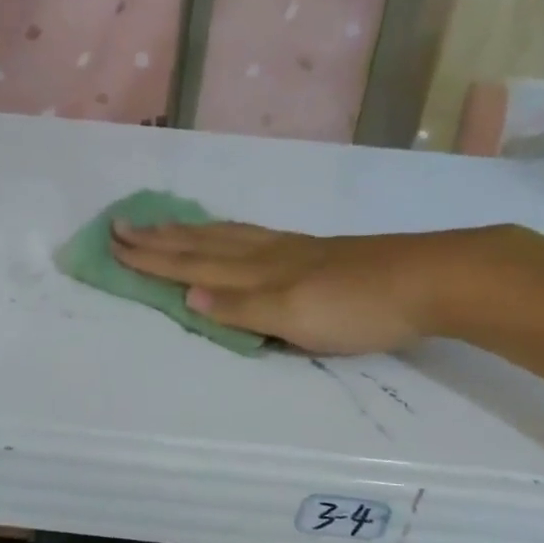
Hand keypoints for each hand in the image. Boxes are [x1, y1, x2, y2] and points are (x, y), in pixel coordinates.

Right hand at [112, 220, 509, 355]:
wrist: (429, 279)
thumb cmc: (359, 308)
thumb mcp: (296, 319)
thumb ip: (241, 309)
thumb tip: (186, 295)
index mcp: (257, 274)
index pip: (192, 265)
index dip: (152, 258)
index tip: (114, 244)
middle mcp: (265, 255)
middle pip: (202, 244)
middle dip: (159, 238)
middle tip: (121, 224)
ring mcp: (290, 249)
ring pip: (226, 235)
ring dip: (188, 231)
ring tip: (163, 223)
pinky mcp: (313, 250)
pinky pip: (252, 234)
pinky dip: (227, 231)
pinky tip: (230, 233)